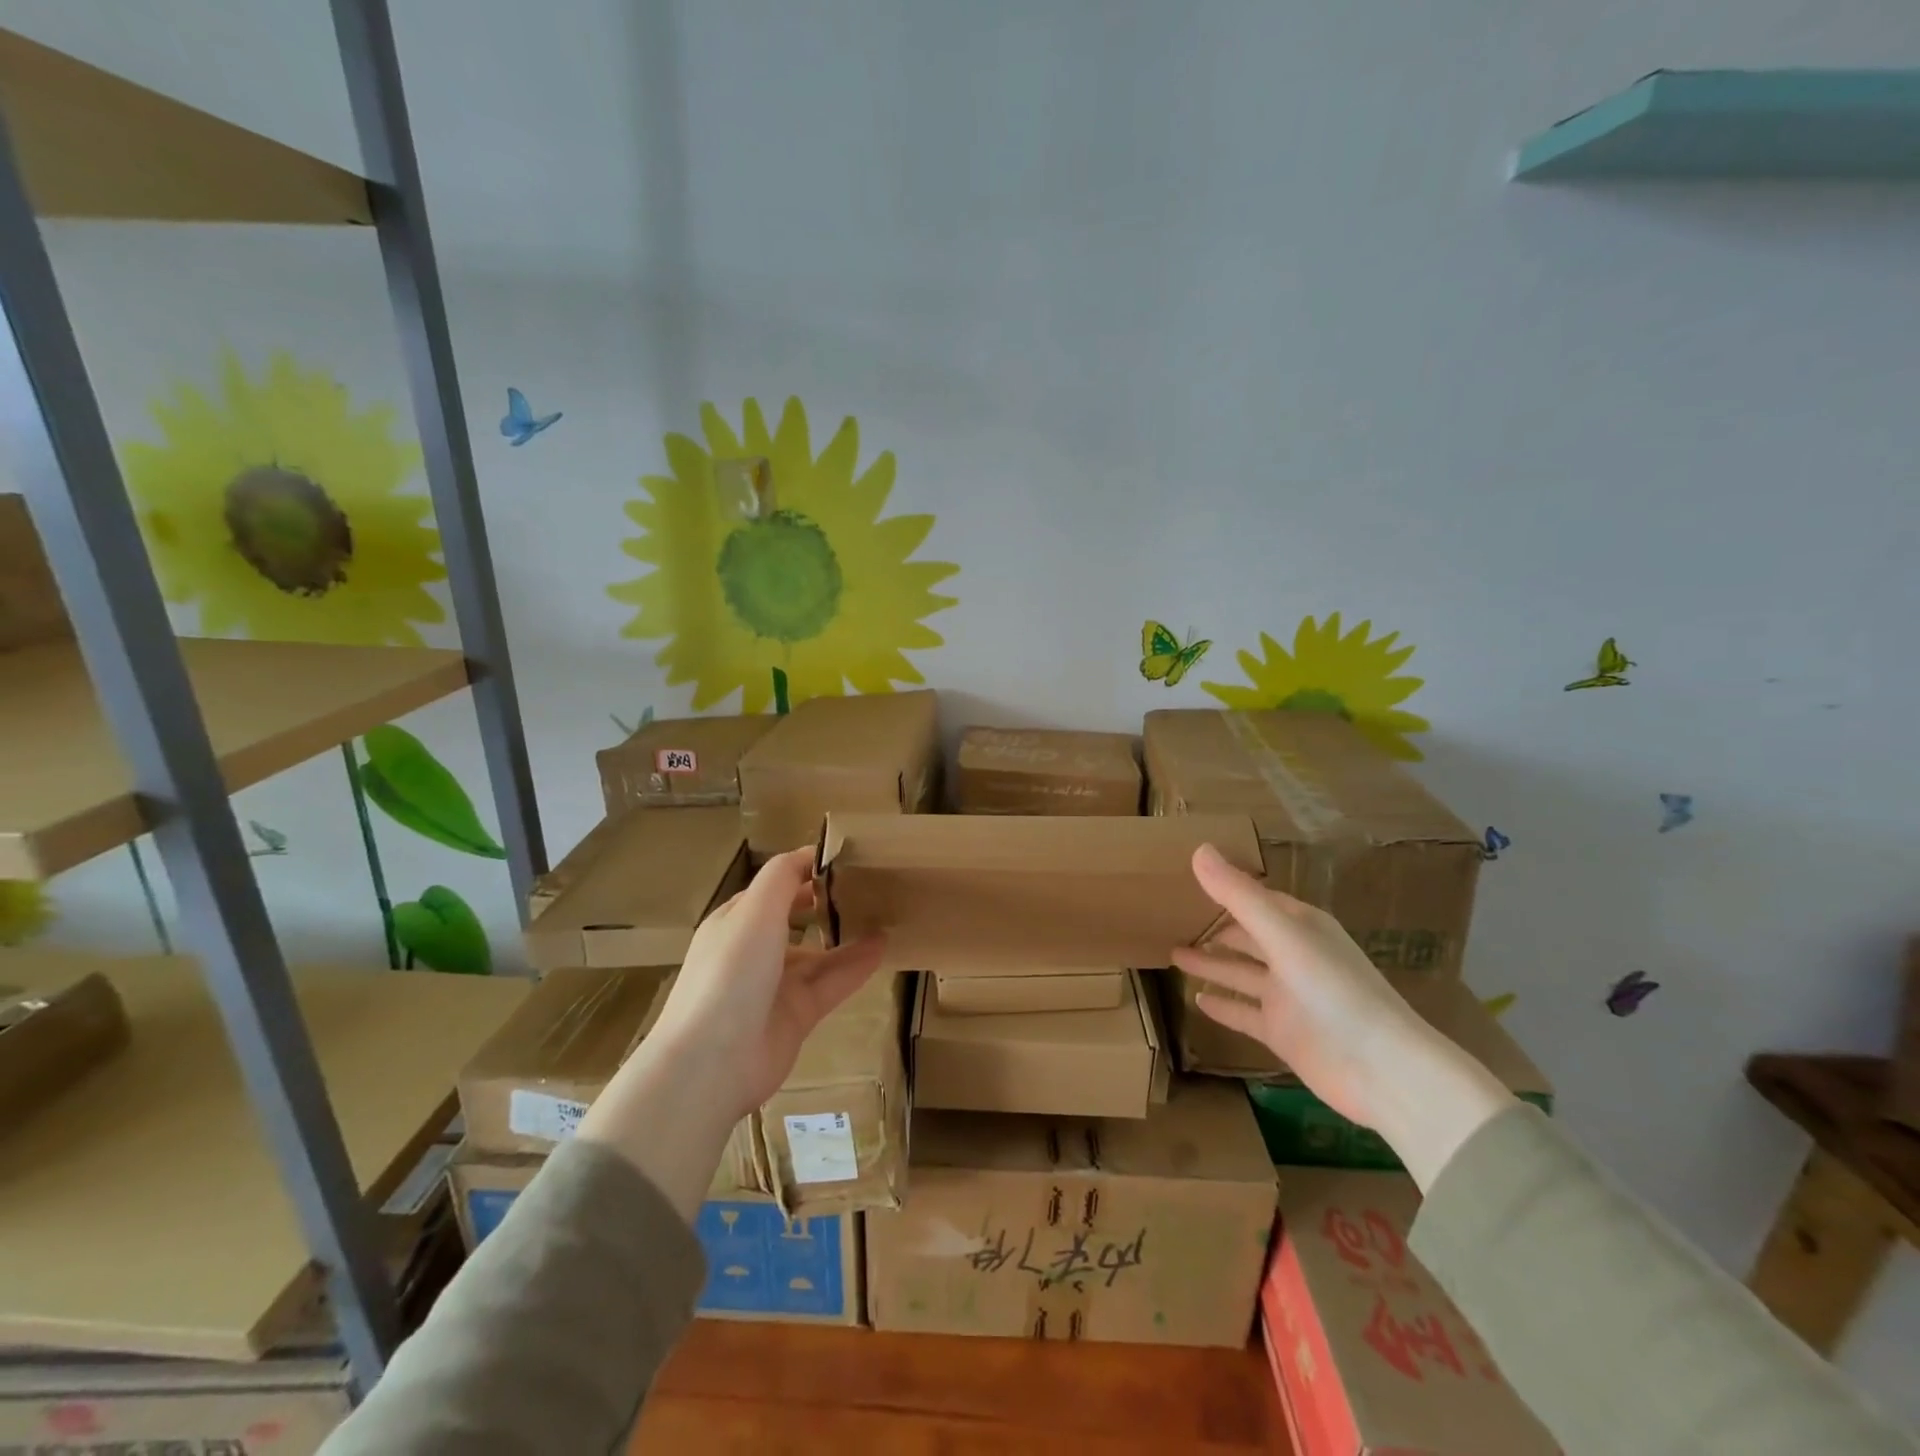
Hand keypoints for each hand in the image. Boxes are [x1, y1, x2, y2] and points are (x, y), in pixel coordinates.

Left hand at [577, 848, 884, 1219]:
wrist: (712, 1062)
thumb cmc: (731, 972)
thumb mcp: (755, 910)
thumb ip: (783, 876)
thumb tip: (811, 851)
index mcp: (736, 921)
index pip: (774, 886)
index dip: (806, 870)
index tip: (845, 857)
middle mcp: (754, 950)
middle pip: (796, 919)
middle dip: (826, 903)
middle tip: (868, 885)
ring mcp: (775, 986)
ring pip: (818, 954)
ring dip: (847, 935)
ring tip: (884, 914)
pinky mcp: (796, 1016)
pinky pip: (831, 983)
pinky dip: (856, 965)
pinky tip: (883, 947)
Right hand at [1172, 843, 1511, 1188]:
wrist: (1383, 1070)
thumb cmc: (1334, 990)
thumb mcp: (1283, 935)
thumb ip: (1239, 895)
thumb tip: (1198, 849)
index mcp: (1300, 926)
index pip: (1256, 899)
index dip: (1225, 889)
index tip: (1188, 878)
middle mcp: (1294, 956)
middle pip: (1247, 935)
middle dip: (1215, 926)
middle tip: (1172, 917)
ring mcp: (1289, 997)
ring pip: (1242, 973)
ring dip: (1212, 964)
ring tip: (1173, 952)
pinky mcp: (1284, 1032)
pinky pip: (1245, 1013)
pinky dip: (1223, 1006)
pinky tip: (1197, 999)